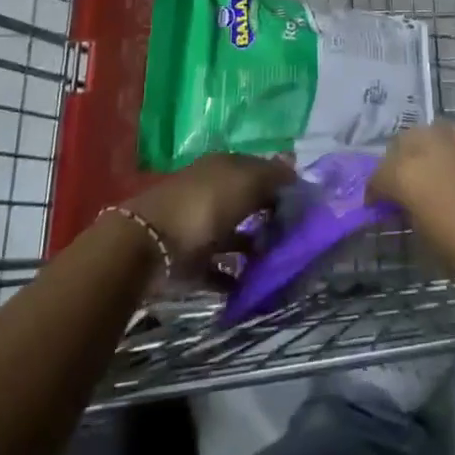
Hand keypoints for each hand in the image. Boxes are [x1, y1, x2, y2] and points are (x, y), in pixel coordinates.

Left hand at [122, 154, 293, 277]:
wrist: (149, 245)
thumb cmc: (204, 205)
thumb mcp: (245, 182)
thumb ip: (272, 176)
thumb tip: (293, 170)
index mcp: (224, 167)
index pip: (259, 169)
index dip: (281, 183)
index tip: (304, 203)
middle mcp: (213, 191)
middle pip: (247, 202)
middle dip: (270, 216)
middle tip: (297, 235)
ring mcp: (200, 226)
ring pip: (235, 235)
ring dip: (254, 248)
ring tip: (279, 264)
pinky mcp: (190, 260)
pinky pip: (219, 268)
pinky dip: (234, 277)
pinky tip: (254, 288)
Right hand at [370, 123, 454, 298]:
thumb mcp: (429, 242)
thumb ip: (410, 214)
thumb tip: (404, 205)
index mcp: (406, 173)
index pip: (378, 177)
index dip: (376, 193)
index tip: (379, 207)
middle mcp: (426, 144)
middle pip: (399, 145)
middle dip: (397, 164)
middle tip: (404, 188)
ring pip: (427, 133)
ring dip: (422, 150)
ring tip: (432, 173)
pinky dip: (450, 146)